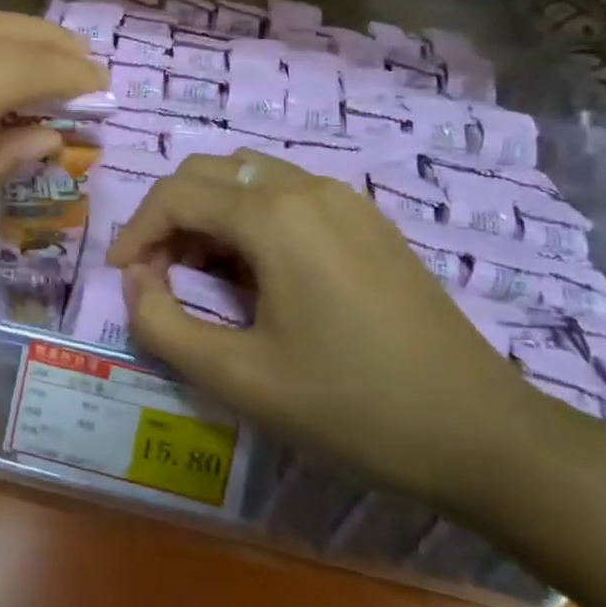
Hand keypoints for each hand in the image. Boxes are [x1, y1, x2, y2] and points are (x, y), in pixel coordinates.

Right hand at [106, 150, 575, 513]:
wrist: (483, 434)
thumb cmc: (352, 406)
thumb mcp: (239, 378)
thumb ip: (163, 323)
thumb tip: (136, 279)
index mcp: (274, 215)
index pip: (176, 194)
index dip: (135, 230)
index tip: (122, 277)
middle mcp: (307, 187)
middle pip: (209, 172)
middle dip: (169, 216)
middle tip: (157, 275)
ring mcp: (345, 200)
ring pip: (249, 177)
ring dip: (209, 214)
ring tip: (202, 276)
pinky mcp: (368, 222)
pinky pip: (288, 195)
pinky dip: (250, 219)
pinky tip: (258, 276)